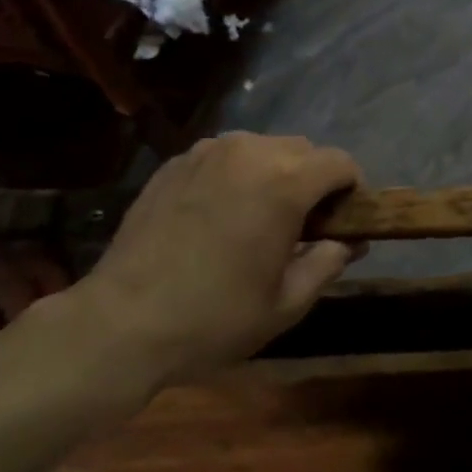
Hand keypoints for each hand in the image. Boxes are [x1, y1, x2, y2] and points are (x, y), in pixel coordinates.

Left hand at [73, 132, 361, 384]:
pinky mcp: (176, 162)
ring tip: (256, 217)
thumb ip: (328, 262)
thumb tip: (348, 242)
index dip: (351, 189)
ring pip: (262, 148)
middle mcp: (249, 152)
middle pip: (303, 150)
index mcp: (284, 181)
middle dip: (313, 180)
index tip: (342, 221)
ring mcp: (208, 152)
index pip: (340, 162)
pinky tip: (218, 214)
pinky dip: (236, 175)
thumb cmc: (214, 318)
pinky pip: (225, 157)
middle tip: (301, 225)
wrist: (121, 323)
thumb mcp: (286, 303)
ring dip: (274, 173)